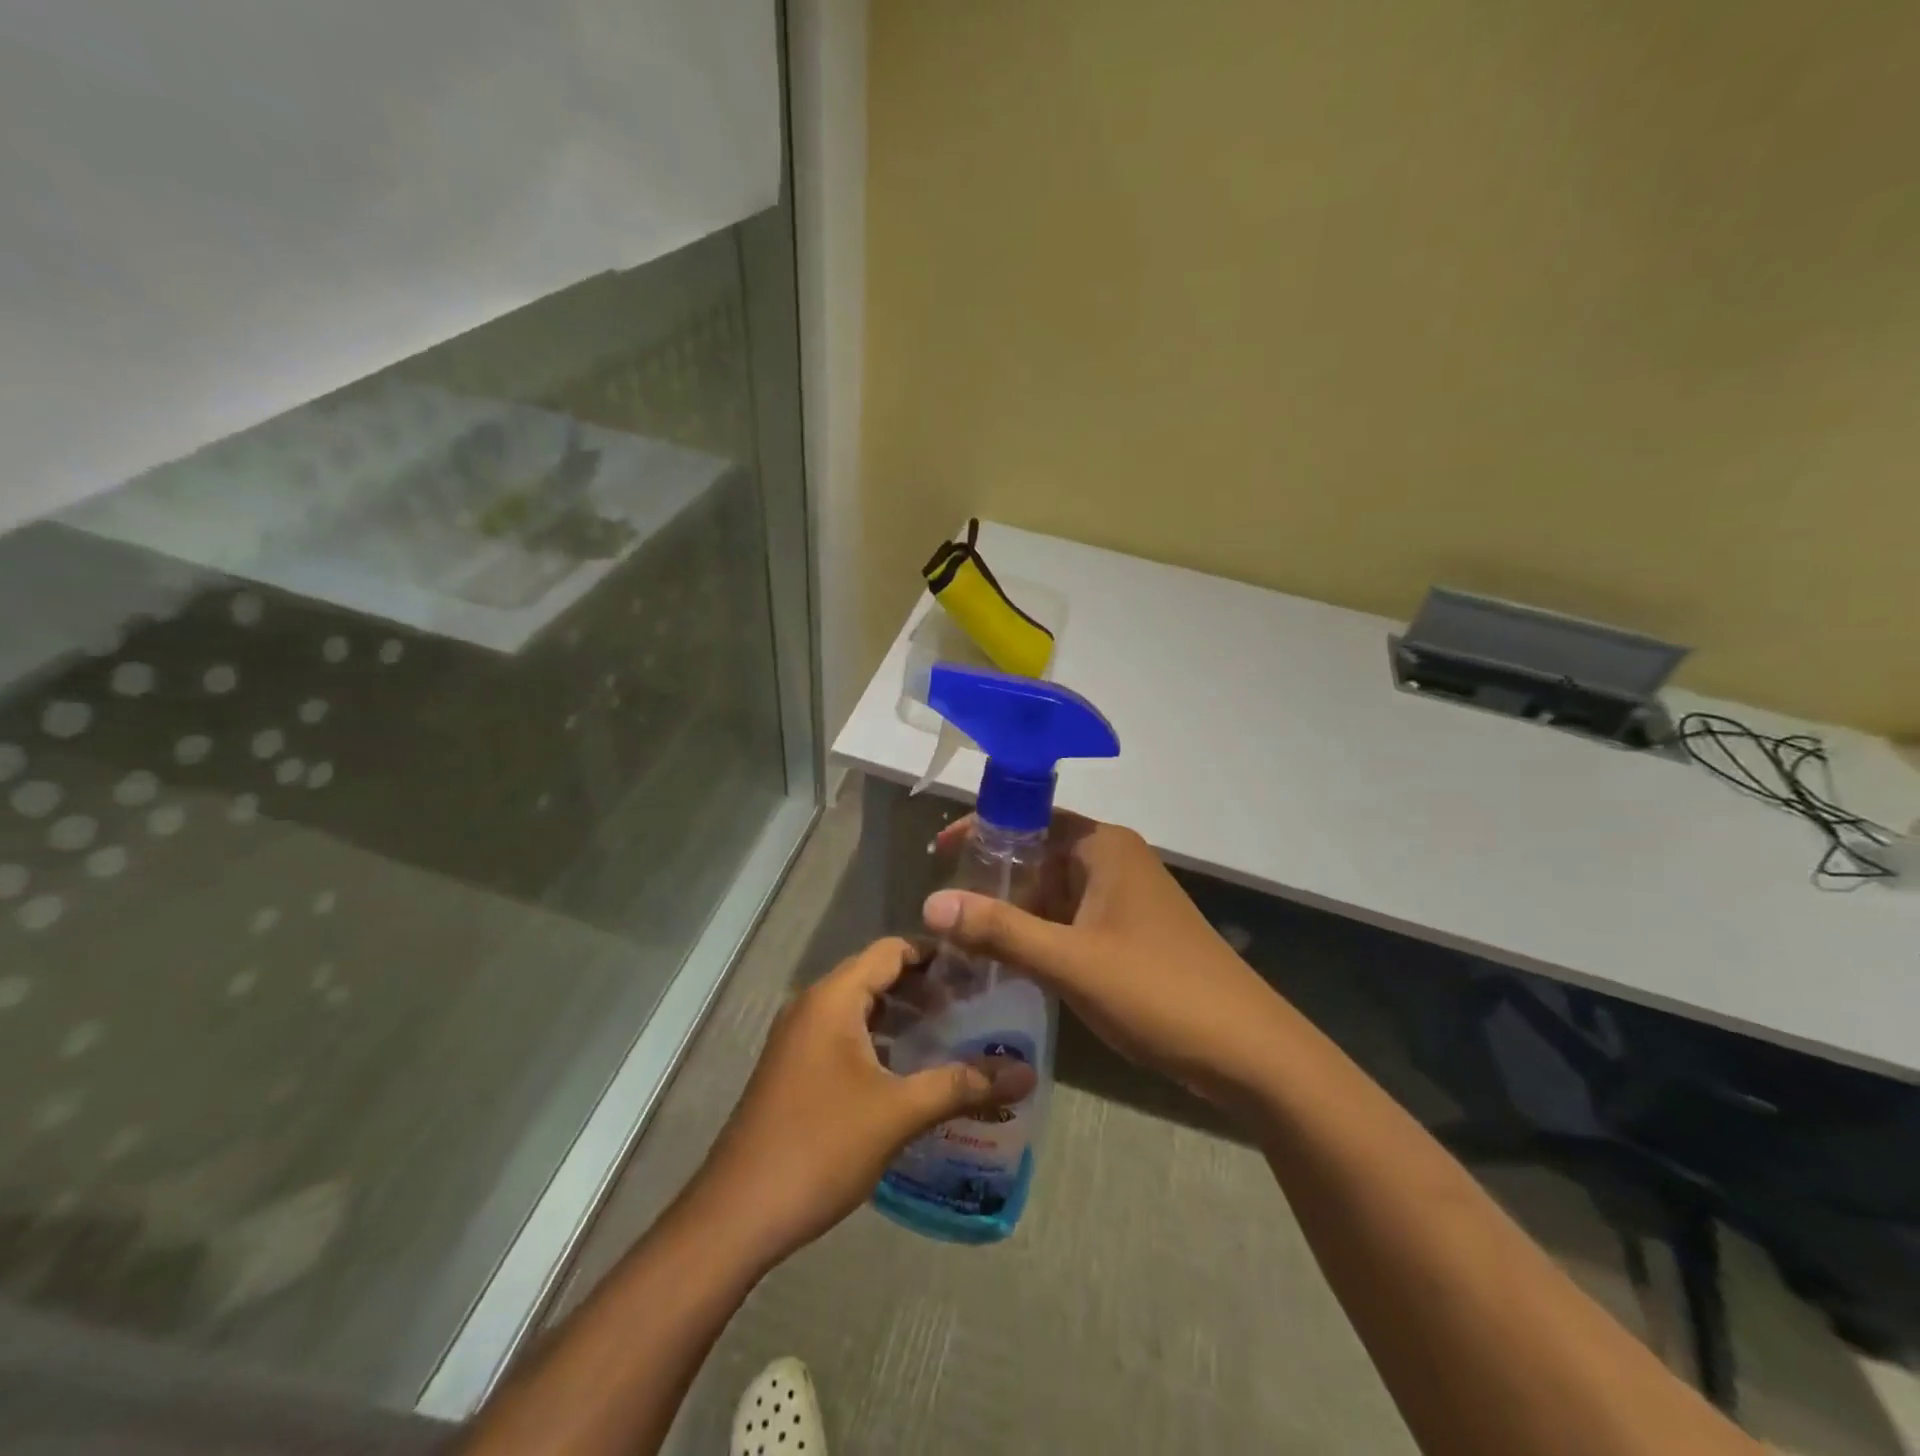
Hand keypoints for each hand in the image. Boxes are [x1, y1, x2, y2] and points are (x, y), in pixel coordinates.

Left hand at [690, 938, 1033, 1265]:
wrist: (737, 1215)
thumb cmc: (820, 1147)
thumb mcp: (898, 1113)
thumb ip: (962, 1086)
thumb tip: (1026, 1073)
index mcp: (832, 999)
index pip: (890, 952)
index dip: (934, 955)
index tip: (977, 971)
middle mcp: (812, 1007)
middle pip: (875, 976)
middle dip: (923, 988)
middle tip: (972, 1006)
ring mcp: (798, 1040)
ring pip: (859, 1010)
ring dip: (901, 1017)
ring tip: (949, 1035)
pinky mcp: (794, 1071)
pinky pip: (843, 1037)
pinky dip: (878, 1041)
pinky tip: (907, 1073)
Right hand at [926, 813, 1287, 1112]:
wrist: (1248, 1052)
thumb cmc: (1158, 991)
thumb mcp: (1070, 961)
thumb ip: (999, 930)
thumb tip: (930, 903)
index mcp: (1103, 846)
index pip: (1028, 816)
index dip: (981, 830)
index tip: (939, 856)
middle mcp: (1113, 860)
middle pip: (1038, 853)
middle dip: (992, 879)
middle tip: (943, 910)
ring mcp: (1125, 898)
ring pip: (1053, 891)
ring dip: (1013, 911)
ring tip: (964, 938)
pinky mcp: (1130, 933)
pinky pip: (1071, 920)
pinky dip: (1040, 934)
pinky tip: (1009, 962)